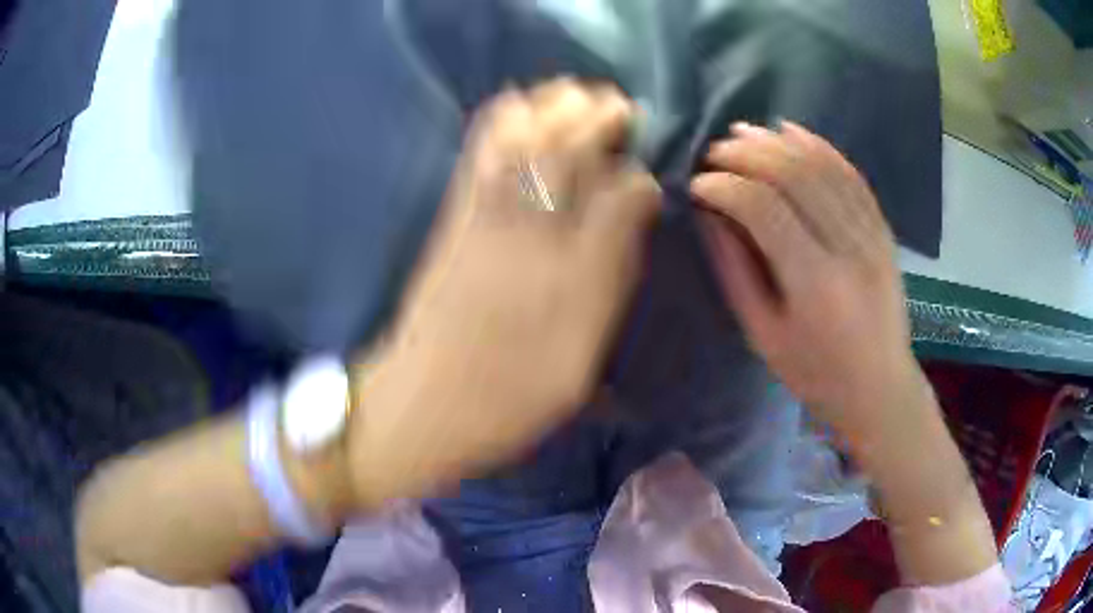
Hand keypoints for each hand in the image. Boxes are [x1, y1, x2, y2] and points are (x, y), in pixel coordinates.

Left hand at [348, 80, 660, 503]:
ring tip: (577, 95)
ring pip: (523, 140)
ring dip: (554, 107)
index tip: (646, 179)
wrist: (421, 405)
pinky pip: (479, 154)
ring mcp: (485, 222)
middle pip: (570, 152)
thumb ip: (608, 293)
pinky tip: (519, 104)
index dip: (639, 179)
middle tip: (619, 106)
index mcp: (575, 282)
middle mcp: (534, 238)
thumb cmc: (508, 401)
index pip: (622, 199)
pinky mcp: (452, 219)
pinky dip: (502, 118)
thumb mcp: (579, 369)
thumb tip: (627, 232)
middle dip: (599, 117)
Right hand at [691, 122, 920, 441]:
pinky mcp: (882, 229)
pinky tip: (792, 130)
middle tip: (715, 152)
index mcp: (815, 284)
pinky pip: (852, 174)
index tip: (697, 184)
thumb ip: (735, 270)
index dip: (724, 186)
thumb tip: (710, 215)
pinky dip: (820, 146)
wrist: (880, 387)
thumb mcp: (763, 335)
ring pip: (823, 167)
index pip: (763, 208)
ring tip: (744, 133)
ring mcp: (871, 234)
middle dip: (747, 154)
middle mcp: (848, 248)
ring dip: (778, 142)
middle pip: (794, 176)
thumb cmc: (816, 373)